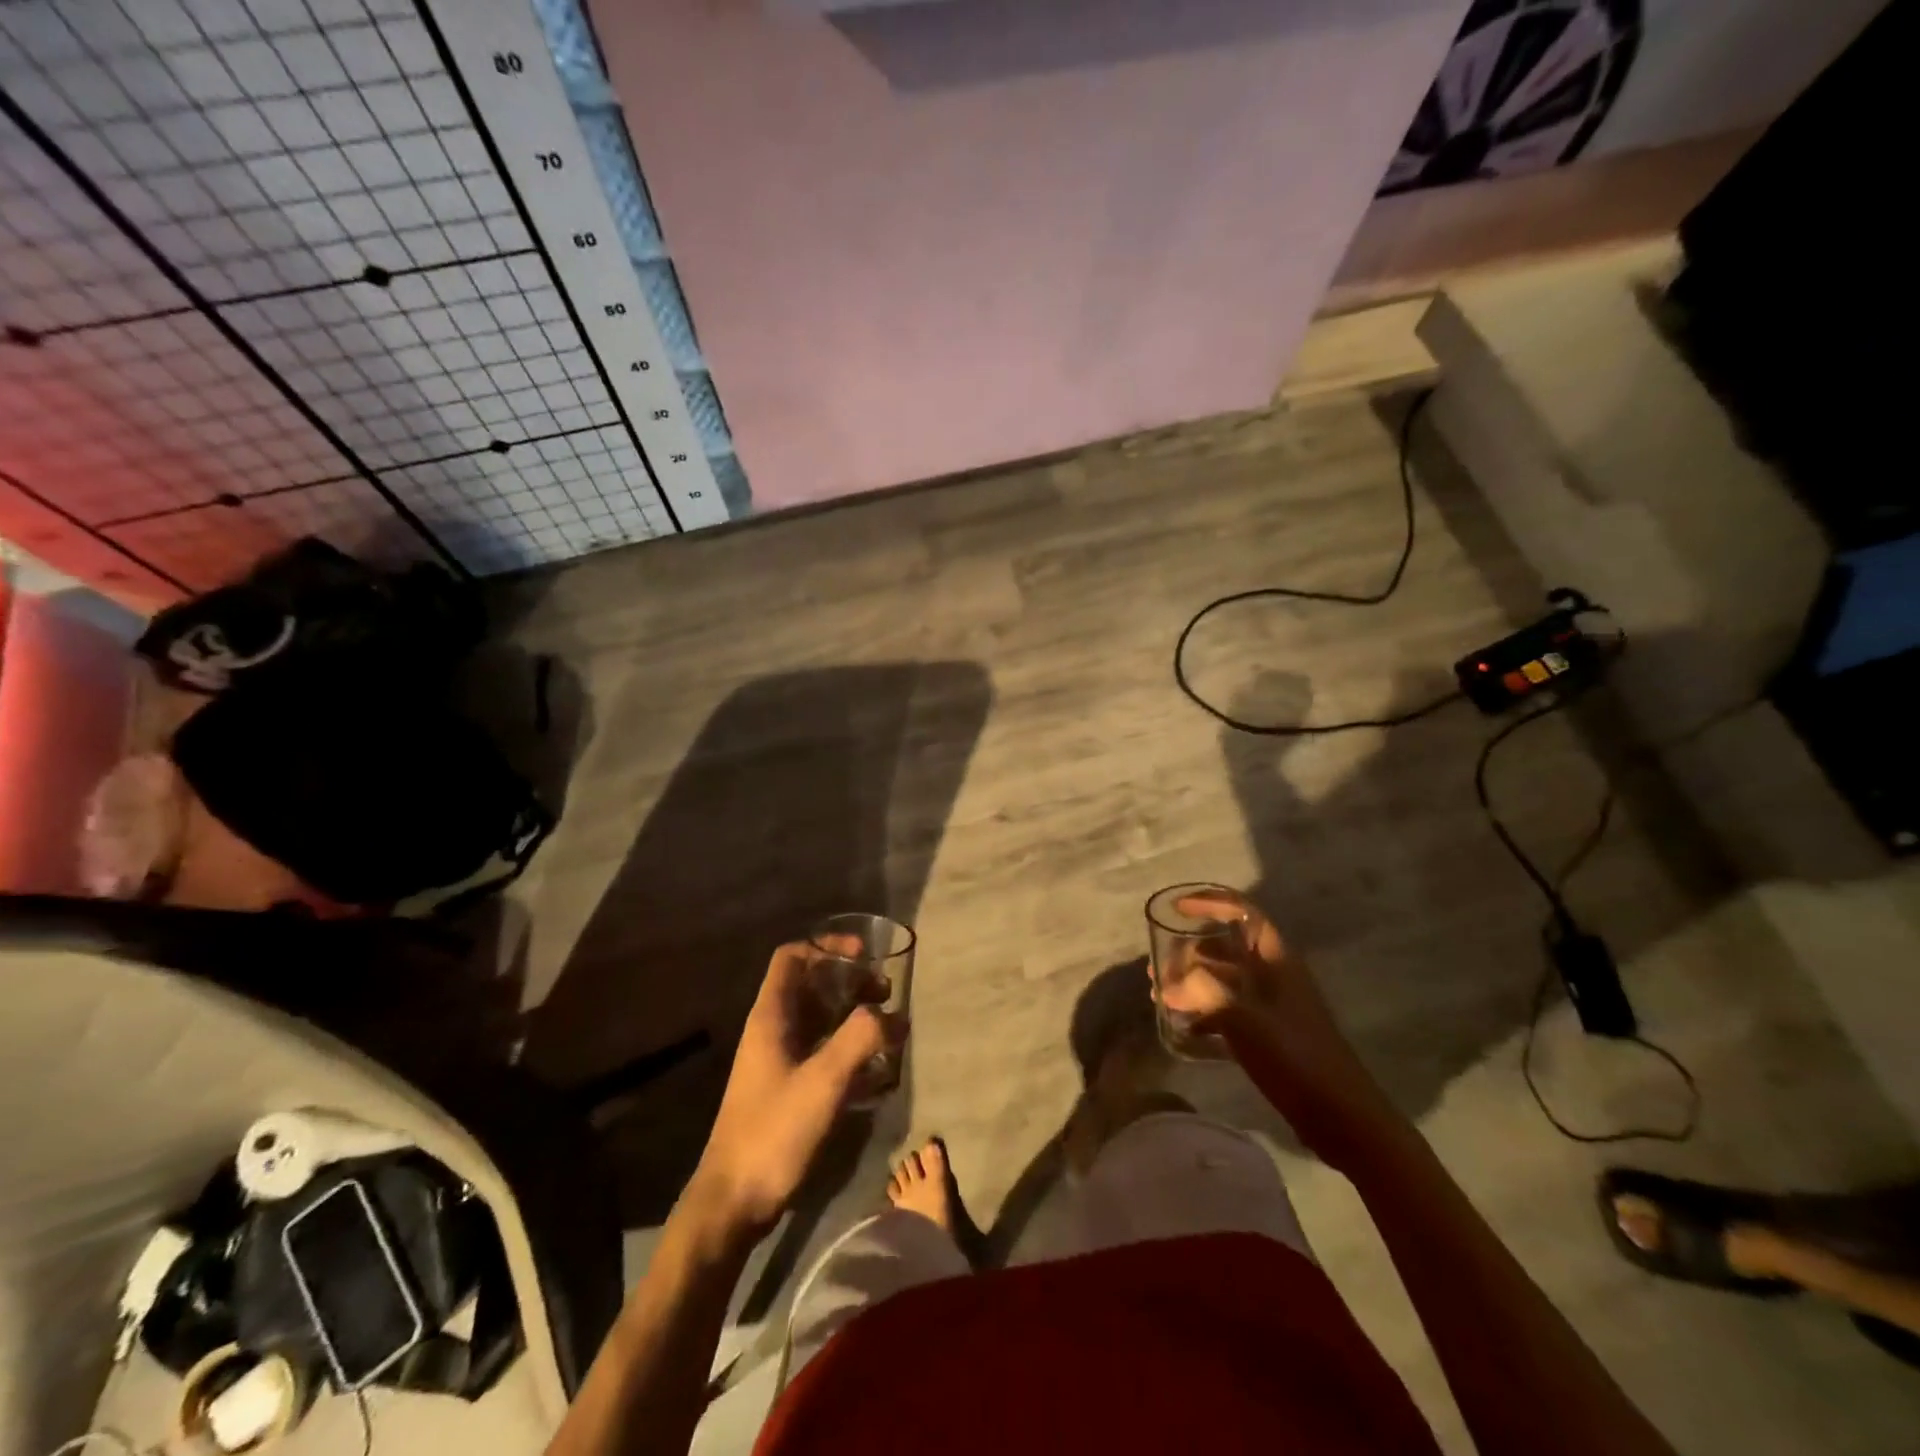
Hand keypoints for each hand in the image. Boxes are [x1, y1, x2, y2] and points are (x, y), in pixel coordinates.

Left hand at [689, 940, 905, 1238]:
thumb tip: (895, 1014)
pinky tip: (878, 1076)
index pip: (794, 957)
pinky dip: (850, 1054)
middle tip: (885, 995)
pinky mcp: (788, 1091)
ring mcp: (780, 1062)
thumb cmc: (774, 1132)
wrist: (733, 1202)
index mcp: (772, 1016)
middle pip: (813, 986)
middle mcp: (774, 1030)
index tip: (865, 955)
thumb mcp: (824, 1080)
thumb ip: (861, 1039)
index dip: (828, 947)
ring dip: (854, 1019)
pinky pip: (824, 1055)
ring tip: (889, 1032)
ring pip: (821, 1022)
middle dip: (851, 984)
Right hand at [1164, 892, 1395, 1167]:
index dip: (1210, 902)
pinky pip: (1229, 1009)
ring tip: (1161, 996)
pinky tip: (1182, 1027)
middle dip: (1189, 951)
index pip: (1242, 912)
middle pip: (1227, 947)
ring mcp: (1272, 1005)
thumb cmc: (1295, 1056)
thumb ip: (1202, 993)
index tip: (1177, 907)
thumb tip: (1168, 985)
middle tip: (1158, 967)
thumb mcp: (1244, 1019)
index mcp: (1276, 959)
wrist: (1341, 1116)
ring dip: (1192, 982)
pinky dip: (1204, 1011)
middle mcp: (1274, 974)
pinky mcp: (1269, 1033)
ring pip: (1225, 979)